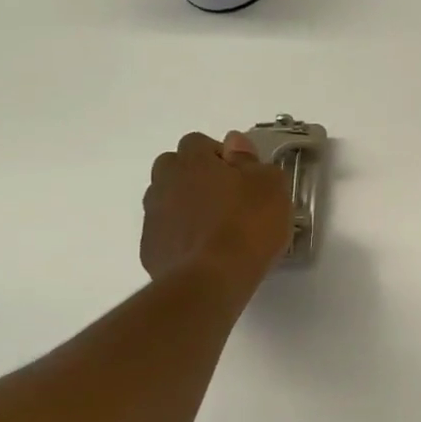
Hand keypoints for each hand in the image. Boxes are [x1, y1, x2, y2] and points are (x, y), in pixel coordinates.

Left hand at [142, 131, 293, 304]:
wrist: (211, 279)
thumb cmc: (248, 225)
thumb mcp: (270, 186)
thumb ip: (252, 160)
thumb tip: (235, 143)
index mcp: (194, 162)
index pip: (198, 142)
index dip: (220, 155)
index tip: (241, 175)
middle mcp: (165, 182)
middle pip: (174, 167)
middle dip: (195, 176)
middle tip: (226, 198)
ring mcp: (154, 216)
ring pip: (167, 199)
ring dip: (187, 205)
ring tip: (216, 227)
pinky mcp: (151, 248)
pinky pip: (166, 231)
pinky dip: (182, 235)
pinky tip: (205, 251)